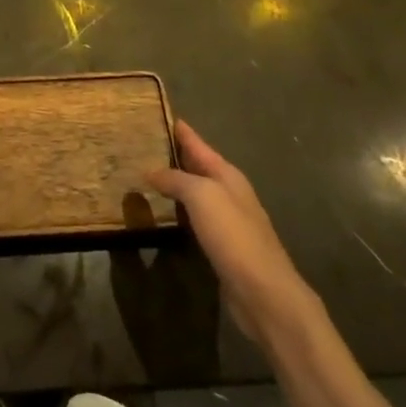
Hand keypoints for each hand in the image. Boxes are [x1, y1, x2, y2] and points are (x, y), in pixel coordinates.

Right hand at [147, 121, 314, 343]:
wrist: (264, 293)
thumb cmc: (234, 236)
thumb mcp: (202, 197)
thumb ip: (176, 179)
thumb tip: (151, 170)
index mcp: (227, 174)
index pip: (197, 143)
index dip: (179, 129)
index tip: (156, 113)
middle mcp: (229, 192)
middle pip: (197, 165)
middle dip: (172, 153)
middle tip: (141, 143)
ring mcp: (227, 219)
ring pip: (194, 191)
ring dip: (173, 181)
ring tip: (144, 174)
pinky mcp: (222, 244)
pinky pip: (194, 216)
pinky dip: (177, 208)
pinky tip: (162, 211)